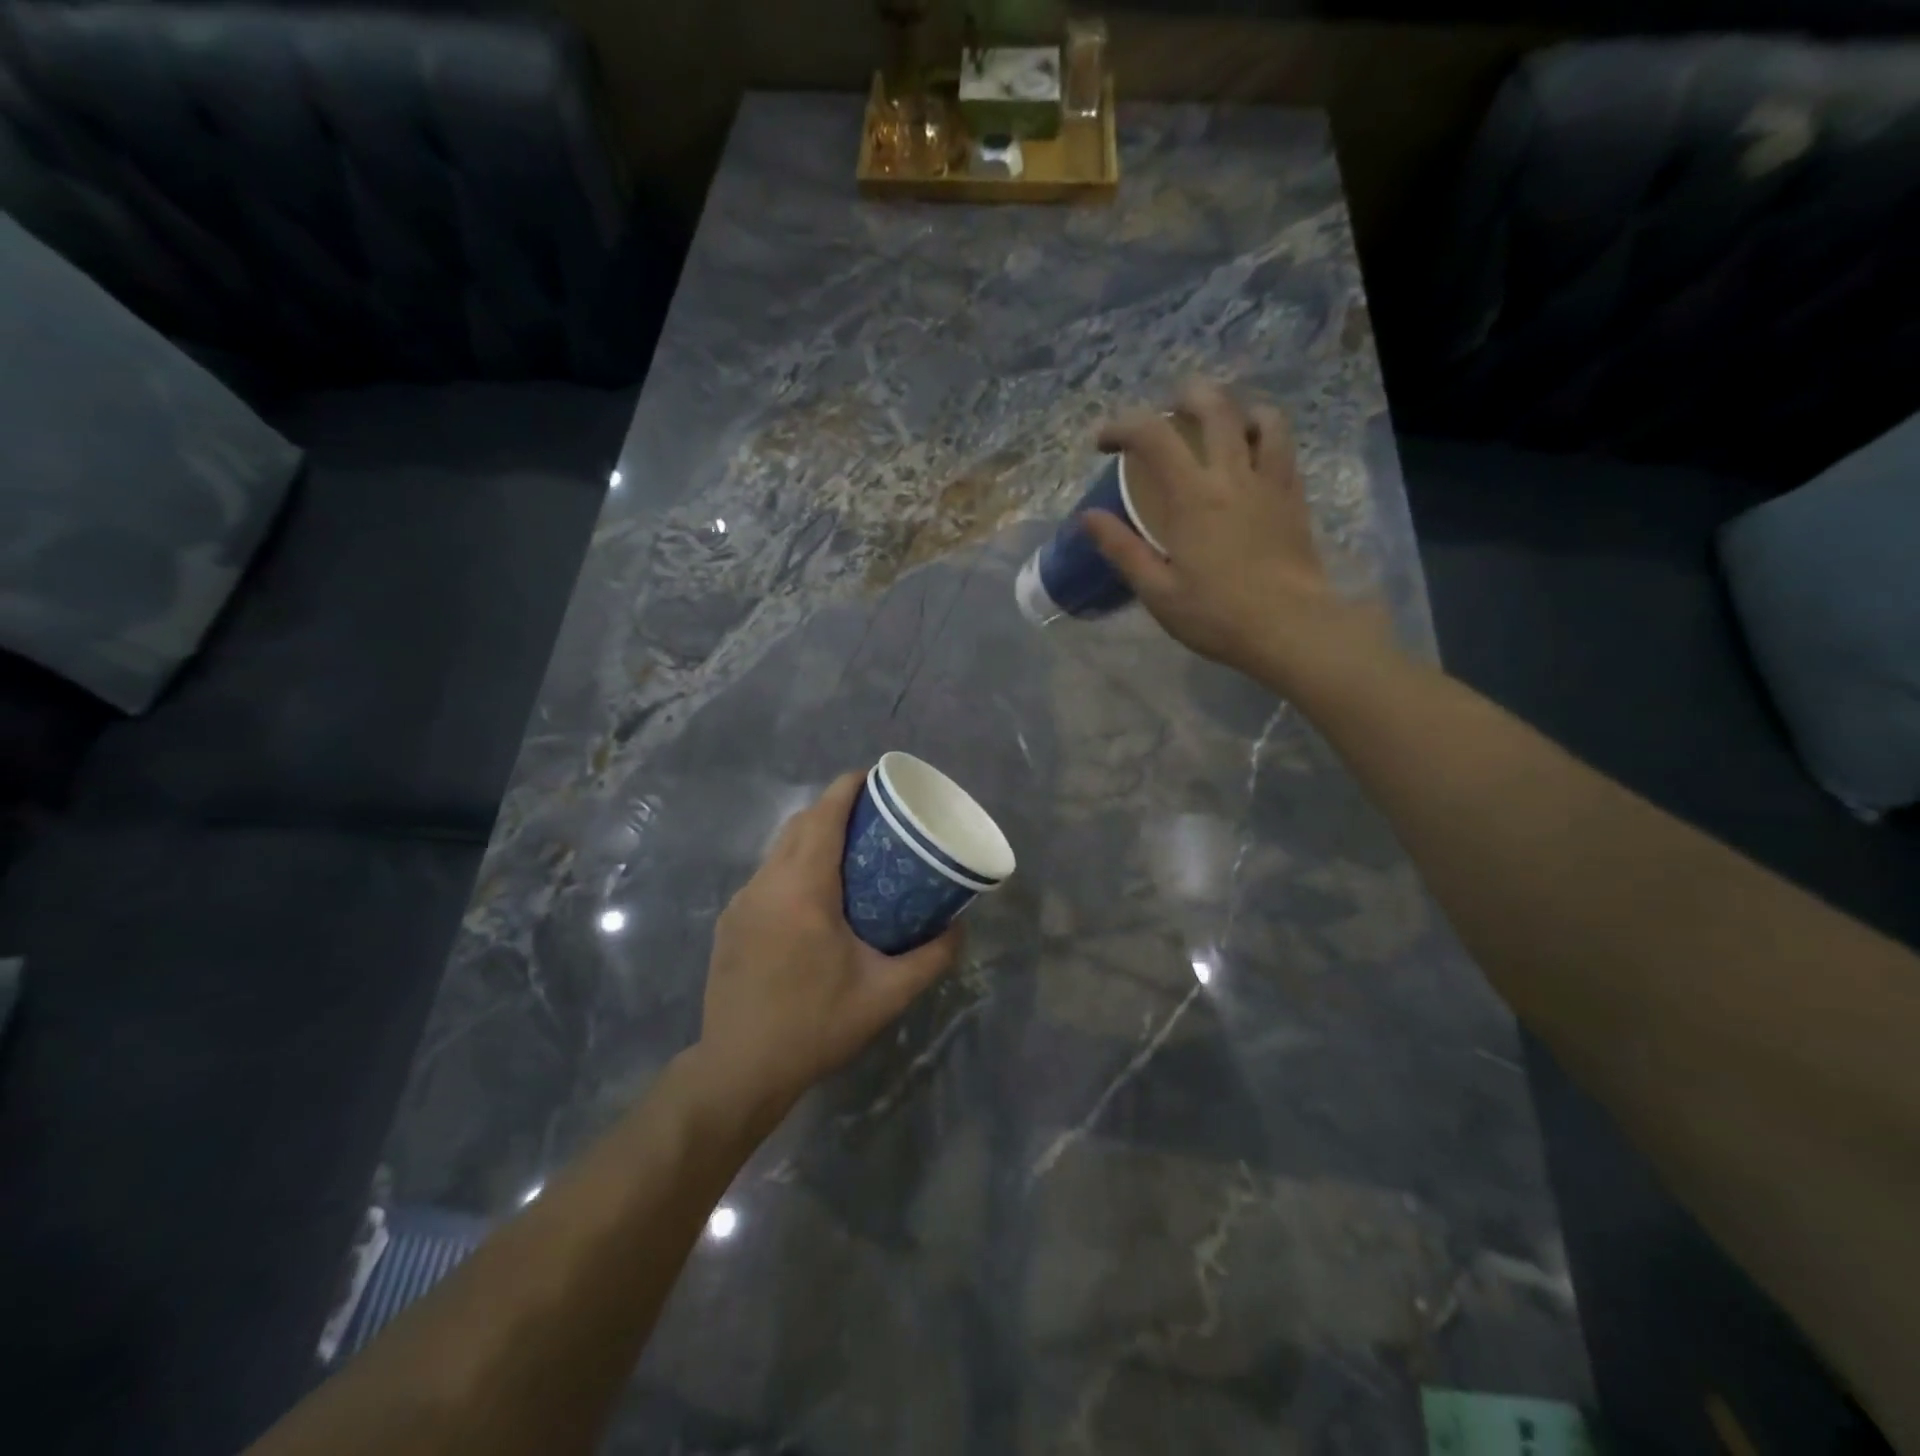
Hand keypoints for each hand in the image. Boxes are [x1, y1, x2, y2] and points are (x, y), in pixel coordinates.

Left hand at [693, 772, 960, 1128]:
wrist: (740, 1069)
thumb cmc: (816, 1025)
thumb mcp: (886, 994)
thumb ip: (931, 957)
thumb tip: (960, 927)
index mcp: (804, 889)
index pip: (824, 816)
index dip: (848, 788)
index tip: (875, 777)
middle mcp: (767, 883)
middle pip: (800, 824)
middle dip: (833, 807)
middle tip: (872, 816)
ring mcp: (742, 901)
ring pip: (779, 848)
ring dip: (811, 836)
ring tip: (847, 851)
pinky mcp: (730, 922)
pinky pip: (766, 875)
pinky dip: (792, 865)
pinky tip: (813, 898)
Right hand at [1083, 380, 1394, 689]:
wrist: (1291, 628)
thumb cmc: (1217, 615)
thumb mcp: (1157, 591)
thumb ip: (1122, 549)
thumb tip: (1087, 518)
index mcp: (1192, 497)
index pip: (1153, 435)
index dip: (1122, 426)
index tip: (1104, 444)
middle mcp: (1233, 475)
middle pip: (1213, 406)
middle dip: (1183, 398)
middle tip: (1164, 415)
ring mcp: (1270, 481)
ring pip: (1260, 417)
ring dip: (1234, 409)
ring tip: (1217, 426)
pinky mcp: (1294, 496)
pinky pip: (1283, 446)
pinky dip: (1263, 435)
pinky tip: (1250, 456)